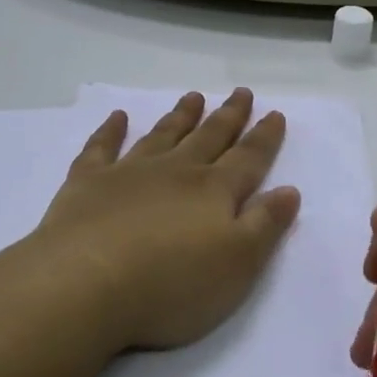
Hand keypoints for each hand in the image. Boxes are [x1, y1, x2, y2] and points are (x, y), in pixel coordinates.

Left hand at [26, 90, 300, 354]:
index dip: (264, 137)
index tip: (275, 113)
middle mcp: (175, 172)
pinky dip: (110, 131)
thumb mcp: (237, 265)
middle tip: (241, 92)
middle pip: (208, 137)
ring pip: (162, 136)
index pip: (248, 158)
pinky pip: (101, 148)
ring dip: (180, 116)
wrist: (86, 285)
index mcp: (213, 191)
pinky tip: (117, 117)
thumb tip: (290, 190)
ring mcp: (129, 173)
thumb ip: (265, 225)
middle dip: (228, 116)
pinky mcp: (88, 183)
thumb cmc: (171, 284)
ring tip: (193, 97)